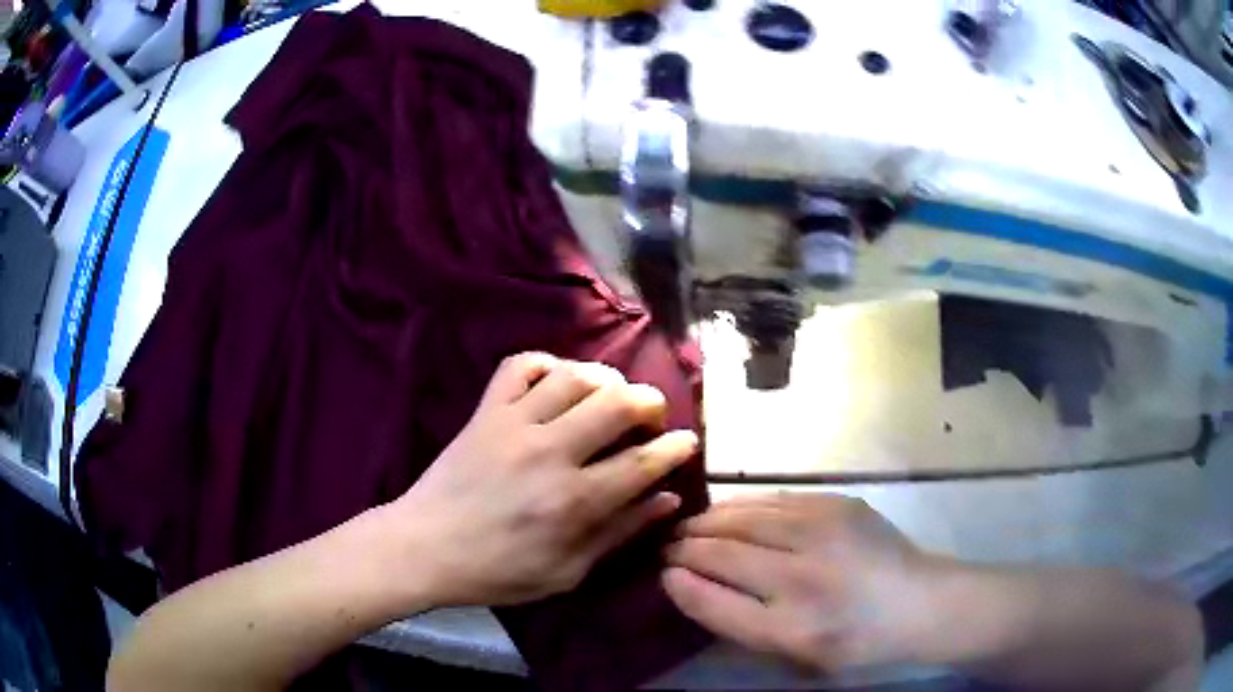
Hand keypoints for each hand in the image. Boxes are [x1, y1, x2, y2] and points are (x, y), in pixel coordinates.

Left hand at [381, 353, 698, 608]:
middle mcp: (550, 453)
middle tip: (651, 417)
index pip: (643, 462)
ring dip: (606, 379)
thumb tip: (668, 499)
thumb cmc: (498, 571)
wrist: (424, 548)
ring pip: (575, 377)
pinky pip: (521, 365)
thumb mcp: (567, 571)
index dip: (675, 448)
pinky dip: (548, 364)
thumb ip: (620, 532)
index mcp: (574, 501)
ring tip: (611, 395)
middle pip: (617, 404)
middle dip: (650, 403)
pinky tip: (558, 381)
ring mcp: (514, 424)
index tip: (687, 441)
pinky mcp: (486, 411)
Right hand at [662, 493, 950, 671]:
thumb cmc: (855, 642)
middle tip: (667, 546)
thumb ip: (738, 623)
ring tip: (691, 527)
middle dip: (686, 546)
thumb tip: (687, 582)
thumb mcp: (794, 654)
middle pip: (723, 551)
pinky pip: (774, 500)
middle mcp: (804, 575)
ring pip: (744, 516)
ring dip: (709, 521)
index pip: (713, 600)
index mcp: (793, 626)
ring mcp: (824, 531)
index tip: (663, 573)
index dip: (680, 583)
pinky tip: (732, 513)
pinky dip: (743, 507)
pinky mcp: (838, 503)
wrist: (920, 602)